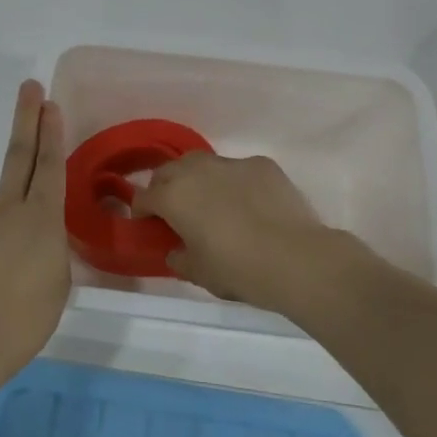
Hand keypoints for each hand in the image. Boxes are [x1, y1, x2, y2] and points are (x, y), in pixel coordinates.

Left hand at [0, 81, 69, 378]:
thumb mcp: (57, 283)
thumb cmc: (24, 319)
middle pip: (18, 156)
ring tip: (9, 283)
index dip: (51, 132)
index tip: (49, 102)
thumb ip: (48, 249)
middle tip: (29, 88)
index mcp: (40, 219)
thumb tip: (30, 237)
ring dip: (7, 236)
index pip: (49, 165)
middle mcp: (5, 210)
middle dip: (26, 119)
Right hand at [131, 153, 334, 315]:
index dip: (142, 211)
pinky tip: (249, 203)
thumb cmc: (237, 268)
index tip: (148, 224)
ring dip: (197, 179)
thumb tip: (176, 250)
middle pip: (168, 171)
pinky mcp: (261, 164)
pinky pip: (237, 169)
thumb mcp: (199, 273)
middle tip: (174, 210)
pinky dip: (234, 182)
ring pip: (203, 163)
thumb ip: (179, 258)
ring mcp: (231, 163)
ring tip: (210, 201)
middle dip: (165, 187)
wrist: (295, 258)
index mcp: (173, 197)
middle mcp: (196, 171)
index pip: (144, 197)